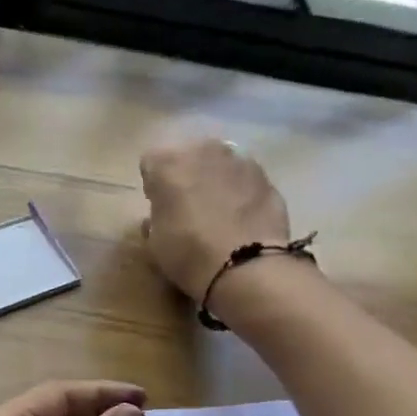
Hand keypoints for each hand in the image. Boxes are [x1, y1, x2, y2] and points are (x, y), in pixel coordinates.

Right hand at [140, 138, 291, 300]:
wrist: (245, 266)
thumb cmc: (187, 253)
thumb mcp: (155, 241)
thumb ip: (156, 218)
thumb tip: (160, 216)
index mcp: (168, 162)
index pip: (151, 162)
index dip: (153, 184)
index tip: (157, 205)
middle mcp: (203, 150)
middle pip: (188, 155)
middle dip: (185, 175)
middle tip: (186, 206)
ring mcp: (239, 160)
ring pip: (219, 164)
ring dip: (214, 180)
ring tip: (216, 212)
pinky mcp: (266, 176)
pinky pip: (244, 179)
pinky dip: (240, 192)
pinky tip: (240, 219)